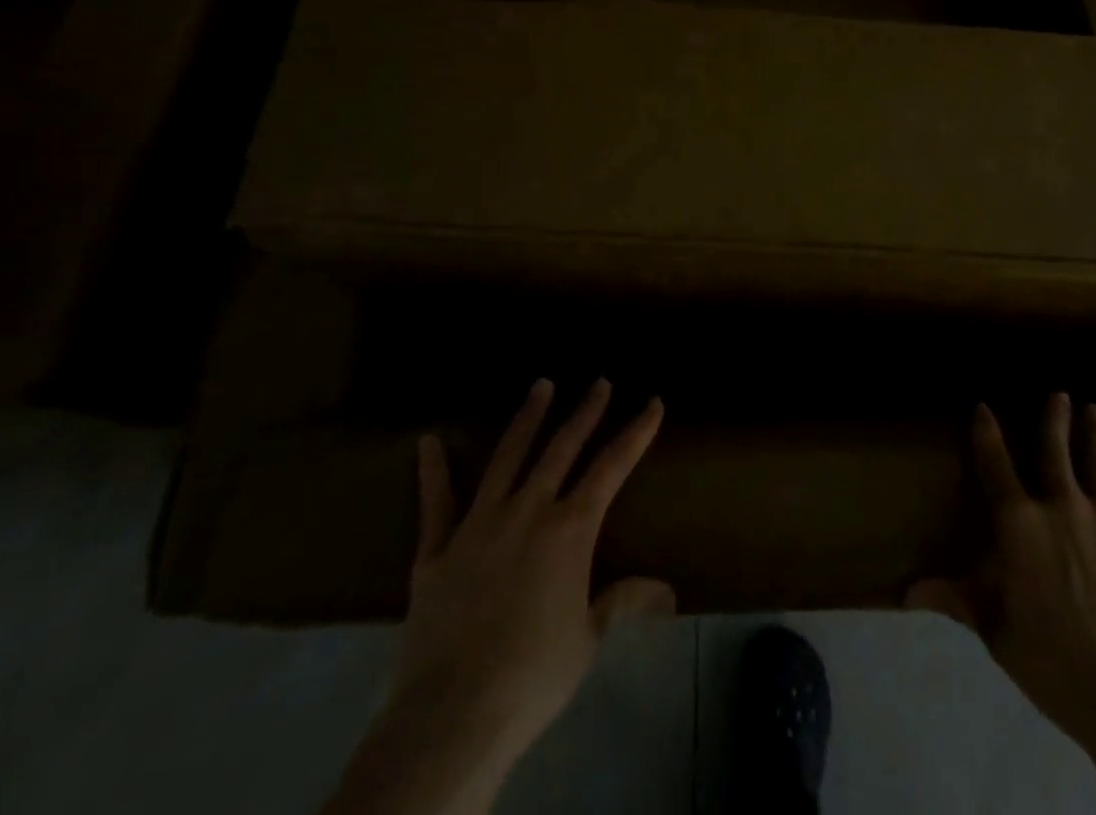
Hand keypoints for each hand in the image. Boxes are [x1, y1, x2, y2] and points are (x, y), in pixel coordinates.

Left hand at [336, 379, 670, 814]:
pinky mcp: (437, 549)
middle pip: (561, 448)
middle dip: (585, 412)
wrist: (453, 714)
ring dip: (527, 419)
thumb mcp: (588, 638)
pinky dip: (432, 471)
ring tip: (541, 385)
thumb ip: (623, 601)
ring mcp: (479, 525)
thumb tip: (667, 592)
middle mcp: (528, 511)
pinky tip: (428, 441)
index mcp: (570, 530)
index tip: (653, 403)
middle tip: (599, 382)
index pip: (612, 467)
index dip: (636, 433)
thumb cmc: (533, 675)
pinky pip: (436, 502)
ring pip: (507, 457)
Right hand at [907, 395, 1095, 740]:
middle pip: (1055, 450)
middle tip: (1059, 394)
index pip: (995, 466)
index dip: (986, 434)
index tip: (983, 407)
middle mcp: (1063, 505)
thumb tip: (908, 591)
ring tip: (1095, 412)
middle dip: (1054, 419)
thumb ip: (958, 599)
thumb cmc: (1054, 661)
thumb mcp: (997, 631)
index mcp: (1020, 525)